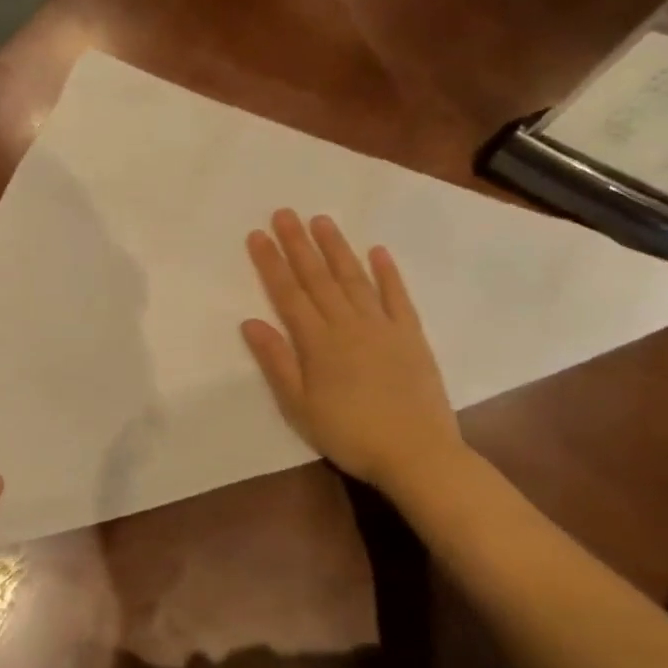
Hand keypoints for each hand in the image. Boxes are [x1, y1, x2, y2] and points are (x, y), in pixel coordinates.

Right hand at [242, 208, 465, 493]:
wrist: (417, 454)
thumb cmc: (349, 434)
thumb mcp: (299, 406)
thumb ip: (276, 361)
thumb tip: (250, 321)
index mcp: (318, 343)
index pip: (288, 294)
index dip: (271, 263)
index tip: (257, 234)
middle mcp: (348, 325)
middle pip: (318, 278)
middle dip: (298, 244)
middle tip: (284, 213)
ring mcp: (383, 327)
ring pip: (354, 279)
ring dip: (337, 248)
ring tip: (321, 220)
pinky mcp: (411, 336)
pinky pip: (398, 297)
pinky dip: (388, 273)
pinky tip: (378, 251)